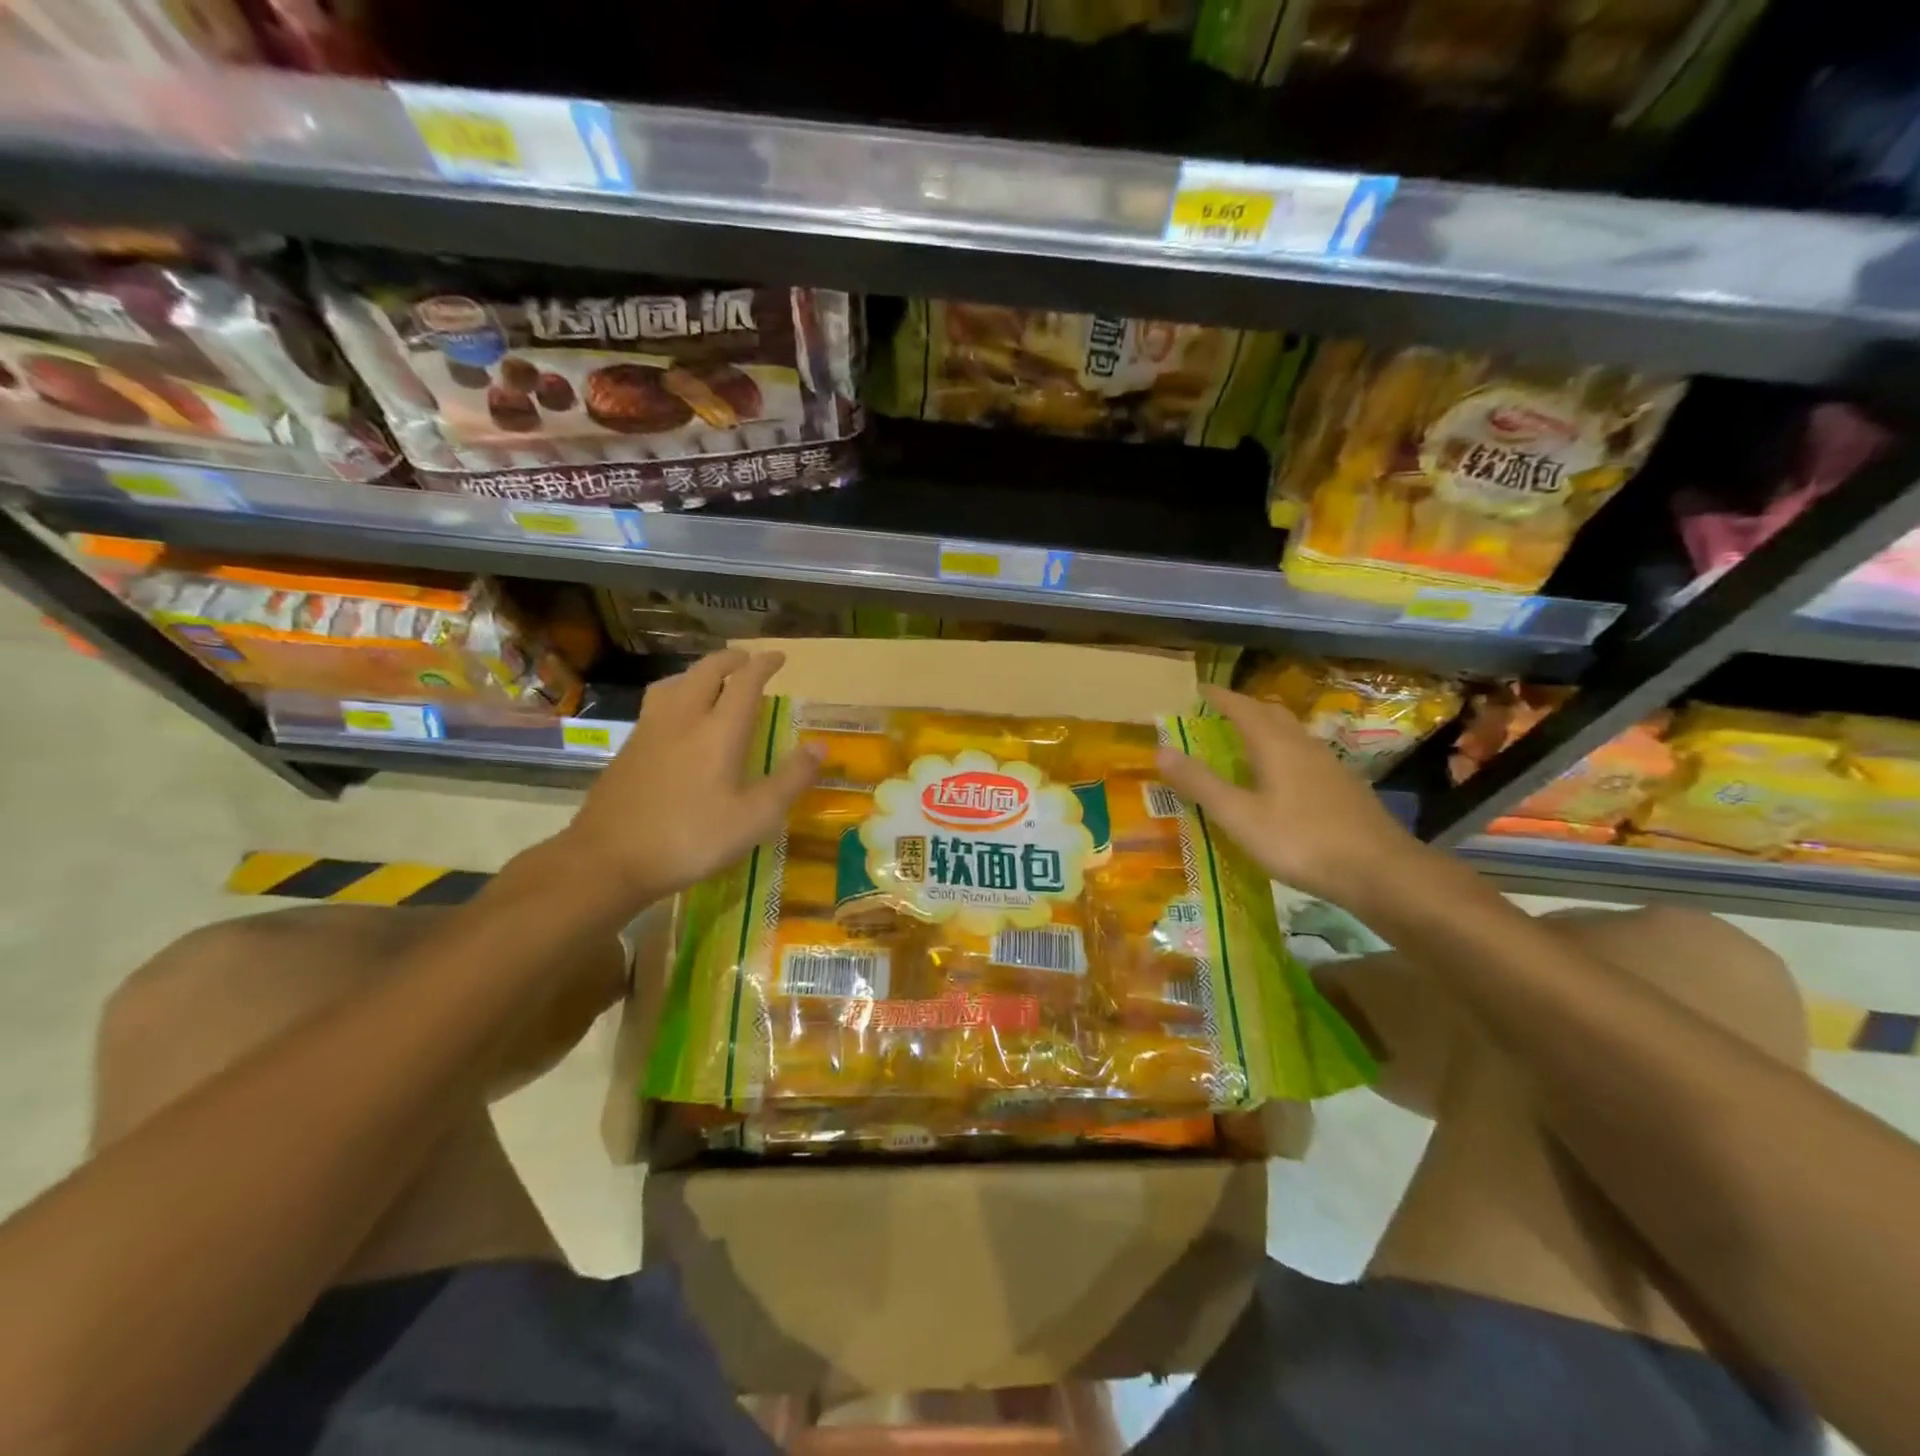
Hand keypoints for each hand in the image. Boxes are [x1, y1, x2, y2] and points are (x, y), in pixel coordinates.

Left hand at [568, 649, 820, 903]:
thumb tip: (820, 746)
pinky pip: (657, 701)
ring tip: (712, 680)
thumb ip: (790, 780)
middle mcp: (683, 718)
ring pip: (675, 682)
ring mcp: (649, 730)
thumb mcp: (755, 818)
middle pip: (706, 671)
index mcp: (719, 731)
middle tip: (747, 661)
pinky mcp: (628, 747)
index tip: (779, 657)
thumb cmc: (691, 839)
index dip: (764, 665)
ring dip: (699, 672)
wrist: (608, 859)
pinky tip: (677, 717)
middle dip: (730, 660)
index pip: (745, 682)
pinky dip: (676, 692)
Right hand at [1154, 684, 1430, 910]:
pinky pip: (1305, 756)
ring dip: (1266, 730)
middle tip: (1219, 713)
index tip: (1199, 689)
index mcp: (1275, 744)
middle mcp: (1303, 745)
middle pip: (1271, 714)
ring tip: (1244, 742)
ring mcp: (1329, 766)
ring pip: (1292, 734)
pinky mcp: (1344, 788)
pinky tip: (1280, 779)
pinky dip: (1284, 754)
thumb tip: (1160, 749)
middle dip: (1244, 708)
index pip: (1242, 707)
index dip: (1219, 697)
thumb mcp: (1239, 815)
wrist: (1380, 871)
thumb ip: (1200, 783)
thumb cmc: (1300, 840)